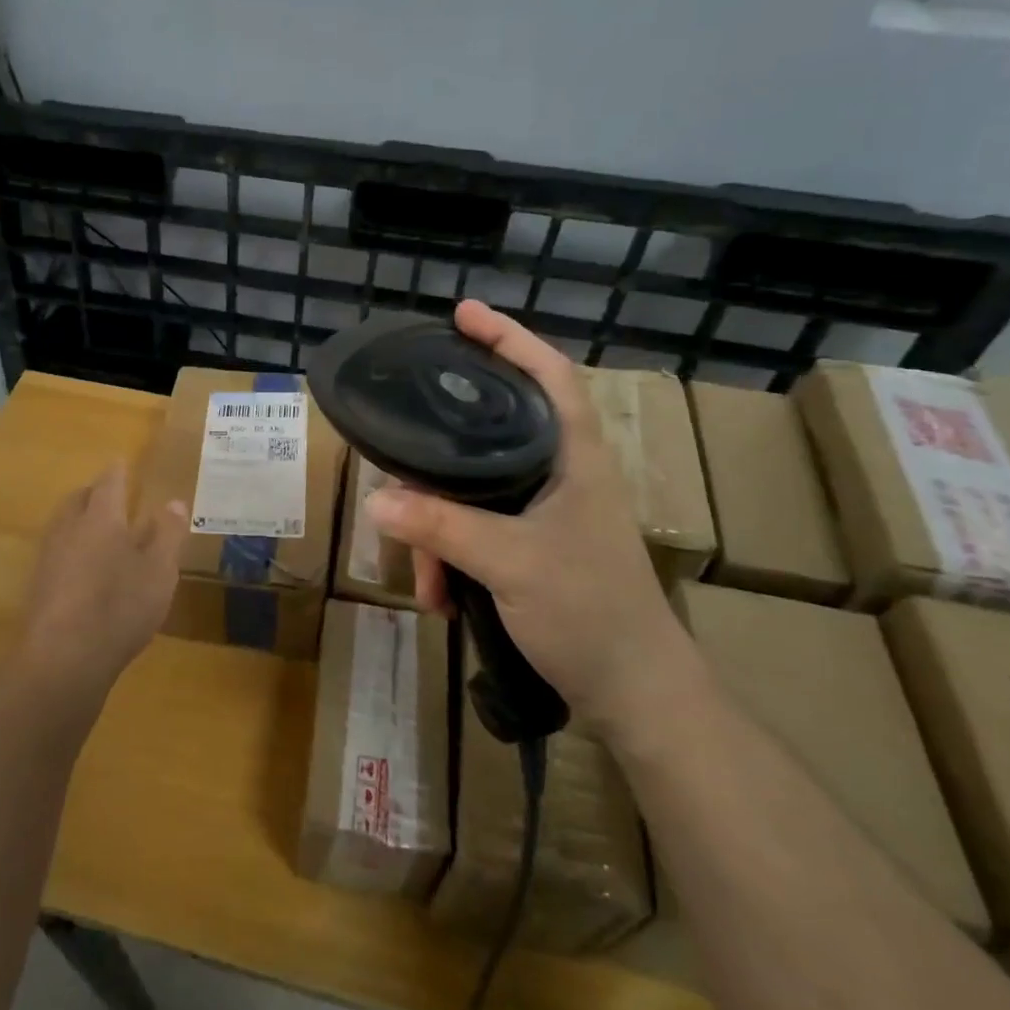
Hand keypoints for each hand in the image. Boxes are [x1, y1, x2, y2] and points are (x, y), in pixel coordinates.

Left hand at [18, 462, 188, 698]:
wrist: (63, 657)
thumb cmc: (120, 606)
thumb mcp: (160, 571)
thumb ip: (168, 534)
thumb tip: (174, 502)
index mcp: (101, 518)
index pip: (108, 483)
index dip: (117, 471)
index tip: (120, 461)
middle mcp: (69, 529)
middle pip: (78, 500)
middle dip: (93, 492)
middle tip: (108, 492)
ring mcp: (49, 558)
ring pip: (63, 525)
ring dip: (79, 519)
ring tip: (97, 527)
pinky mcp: (39, 586)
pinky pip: (57, 551)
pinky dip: (72, 547)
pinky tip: (84, 567)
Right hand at [364, 300, 693, 735]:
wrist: (634, 695)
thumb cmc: (590, 612)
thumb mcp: (511, 563)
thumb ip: (442, 527)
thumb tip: (375, 501)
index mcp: (574, 457)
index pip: (549, 374)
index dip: (509, 337)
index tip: (462, 314)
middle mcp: (561, 474)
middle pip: (494, 429)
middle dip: (441, 449)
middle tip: (400, 444)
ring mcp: (547, 513)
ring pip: (475, 490)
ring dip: (439, 528)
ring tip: (423, 578)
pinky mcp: (533, 546)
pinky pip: (475, 530)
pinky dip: (451, 555)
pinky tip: (438, 595)